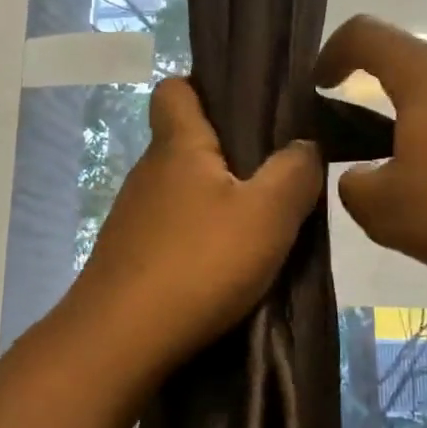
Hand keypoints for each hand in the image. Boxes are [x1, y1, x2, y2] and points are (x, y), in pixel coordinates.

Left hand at [62, 77, 323, 381]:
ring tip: (255, 226)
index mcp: (177, 145)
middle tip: (273, 174)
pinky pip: (171, 228)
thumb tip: (305, 145)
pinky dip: (197, 236)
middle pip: (185, 141)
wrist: (121, 341)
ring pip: (180, 189)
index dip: (205, 87)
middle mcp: (148, 172)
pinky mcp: (129, 256)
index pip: (175, 88)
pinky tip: (222, 266)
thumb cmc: (199, 262)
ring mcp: (133, 216)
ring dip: (214, 199)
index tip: (245, 108)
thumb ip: (295, 172)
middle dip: (226, 152)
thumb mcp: (268, 214)